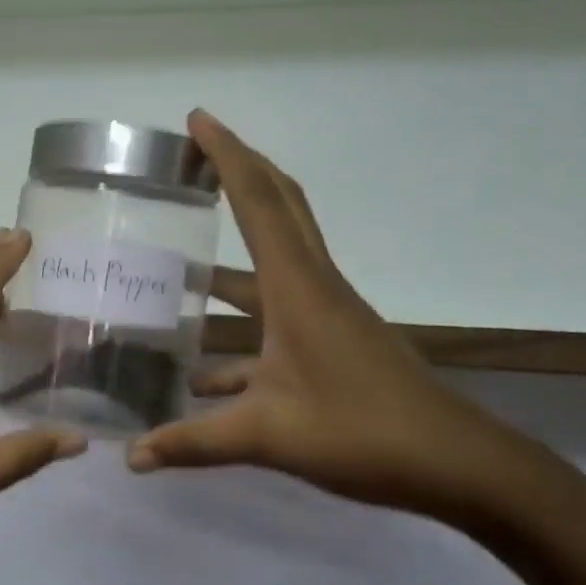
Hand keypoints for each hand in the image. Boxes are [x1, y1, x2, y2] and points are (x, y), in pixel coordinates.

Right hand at [126, 111, 552, 530]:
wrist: (455, 464)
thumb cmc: (361, 433)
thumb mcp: (267, 436)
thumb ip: (193, 442)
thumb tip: (130, 457)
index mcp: (297, 287)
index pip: (257, 201)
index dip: (226, 155)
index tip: (197, 120)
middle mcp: (313, 286)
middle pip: (278, 207)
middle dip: (238, 173)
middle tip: (194, 157)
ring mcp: (326, 313)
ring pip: (275, 262)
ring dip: (230, 259)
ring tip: (178, 269)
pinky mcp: (333, 342)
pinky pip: (277, 315)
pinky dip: (240, 330)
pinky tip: (203, 374)